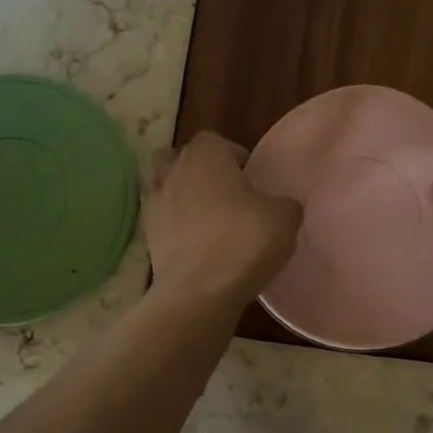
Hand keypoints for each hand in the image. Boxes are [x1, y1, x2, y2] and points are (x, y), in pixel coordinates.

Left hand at [145, 132, 301, 308]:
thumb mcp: (285, 218)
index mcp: (207, 155)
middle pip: (183, 158)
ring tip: (207, 217)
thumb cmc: (244, 242)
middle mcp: (174, 170)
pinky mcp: (147, 234)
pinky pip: (162, 218)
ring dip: (183, 195)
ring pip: (166, 185)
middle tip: (228, 195)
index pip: (217, 141)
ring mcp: (154, 202)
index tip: (251, 179)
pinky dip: (175, 224)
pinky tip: (196, 242)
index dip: (234, 156)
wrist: (199, 291)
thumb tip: (279, 206)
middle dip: (203, 171)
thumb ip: (284, 203)